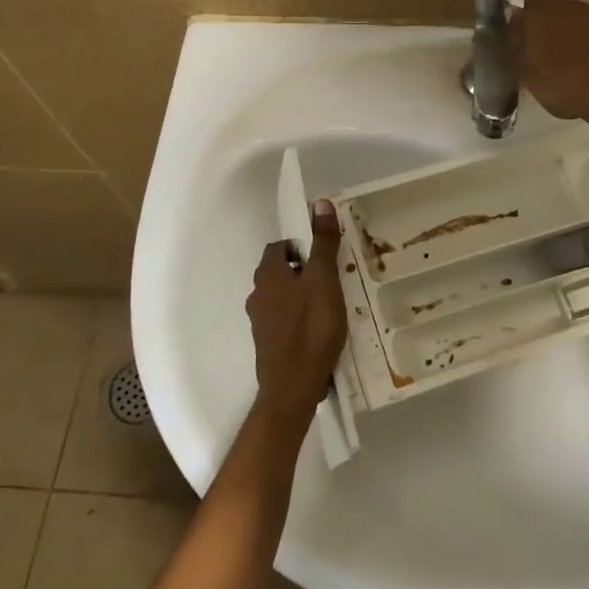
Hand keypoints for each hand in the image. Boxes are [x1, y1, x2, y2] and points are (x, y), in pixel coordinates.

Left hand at [245, 199, 348, 423]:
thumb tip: (319, 202)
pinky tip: (320, 332)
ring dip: (301, 297)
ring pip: (282, 298)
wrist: (293, 386)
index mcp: (268, 274)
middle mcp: (257, 295)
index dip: (301, 248)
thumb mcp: (324, 279)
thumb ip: (323, 243)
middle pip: (280, 273)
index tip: (324, 258)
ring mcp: (260, 323)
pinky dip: (299, 321)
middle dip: (303, 272)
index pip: (279, 247)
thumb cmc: (310, 327)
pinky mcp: (268, 345)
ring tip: (330, 307)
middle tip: (331, 280)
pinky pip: (284, 322)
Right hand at [506, 0, 588, 131]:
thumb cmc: (564, 84)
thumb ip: (513, 49)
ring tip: (553, 43)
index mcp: (539, 12)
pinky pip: (586, 22)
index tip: (511, 16)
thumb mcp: (527, 75)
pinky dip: (578, 31)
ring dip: (560, 18)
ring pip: (569, 7)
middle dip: (538, 5)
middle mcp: (565, 5)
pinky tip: (576, 52)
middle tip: (530, 28)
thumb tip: (507, 30)